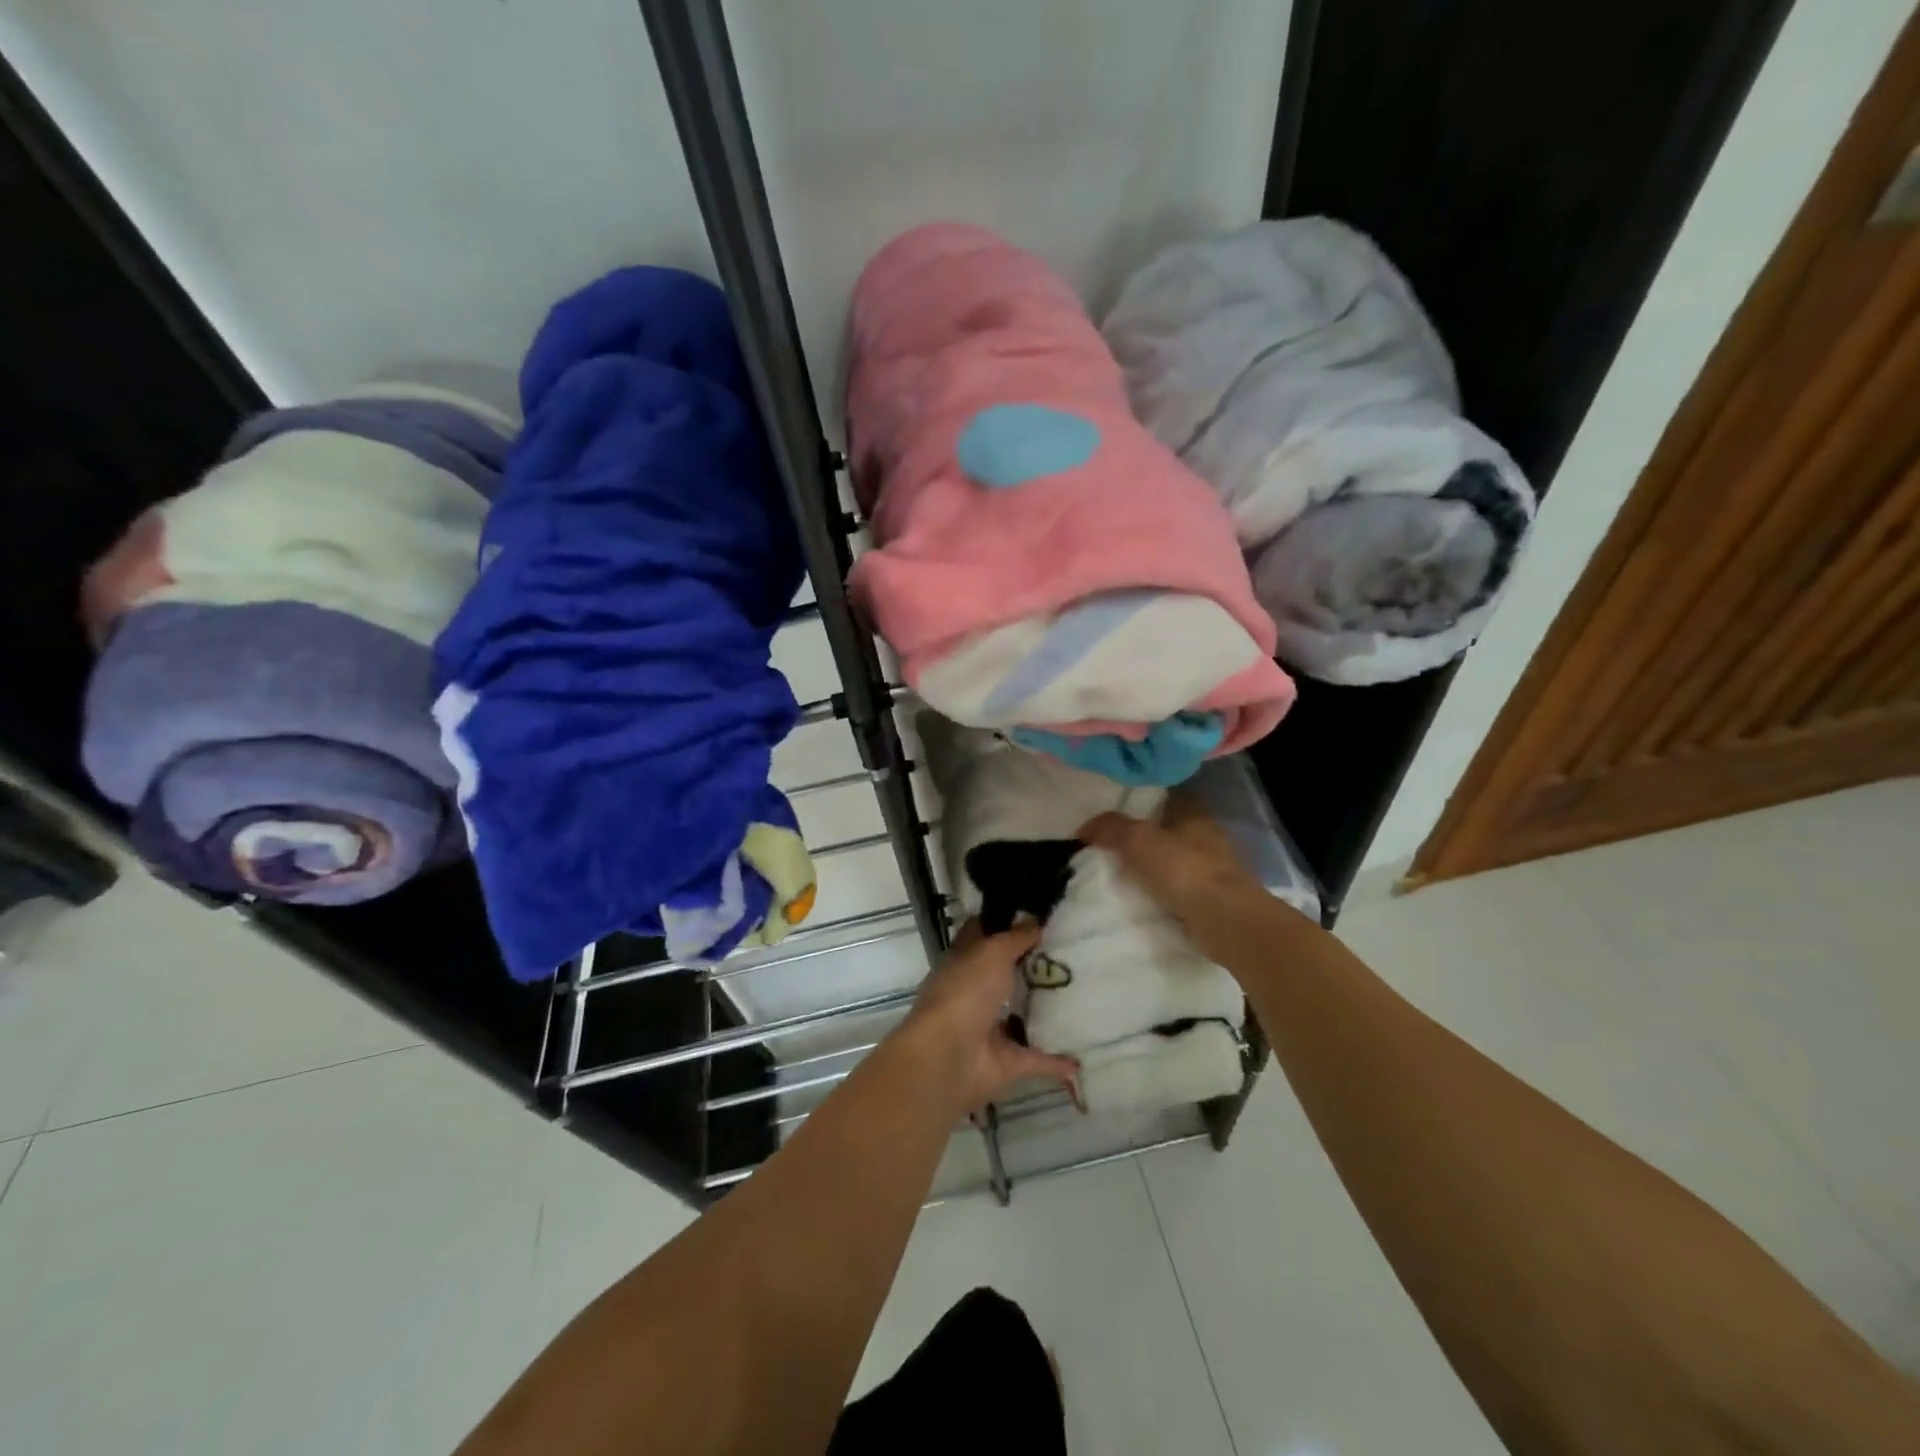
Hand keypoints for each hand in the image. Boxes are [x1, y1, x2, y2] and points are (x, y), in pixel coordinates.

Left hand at [894, 920, 1079, 1115]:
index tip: (1033, 914)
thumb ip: (1015, 938)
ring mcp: (988, 1029)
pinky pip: (1035, 1058)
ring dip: (1043, 1011)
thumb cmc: (965, 992)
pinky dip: (1056, 1061)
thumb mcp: (992, 952)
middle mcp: (973, 993)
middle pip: (1003, 975)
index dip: (1001, 923)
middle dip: (1030, 966)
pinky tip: (1081, 1058)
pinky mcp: (1005, 1062)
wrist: (948, 1057)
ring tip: (1080, 998)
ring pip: (1019, 1016)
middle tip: (1069, 953)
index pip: (980, 936)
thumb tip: (1034, 920)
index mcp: (963, 963)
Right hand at [1080, 795, 1287, 963]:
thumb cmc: (1183, 870)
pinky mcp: (1214, 898)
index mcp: (1194, 813)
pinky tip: (1144, 899)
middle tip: (1112, 845)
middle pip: (1171, 829)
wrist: (1226, 921)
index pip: (1167, 796)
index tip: (1117, 809)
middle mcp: (1208, 835)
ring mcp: (1215, 869)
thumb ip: (1110, 828)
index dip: (1143, 799)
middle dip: (1147, 836)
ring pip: (1177, 859)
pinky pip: (1181, 889)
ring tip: (1123, 875)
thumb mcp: (1137, 841)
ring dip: (1156, 866)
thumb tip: (1085, 827)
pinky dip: (1164, 892)